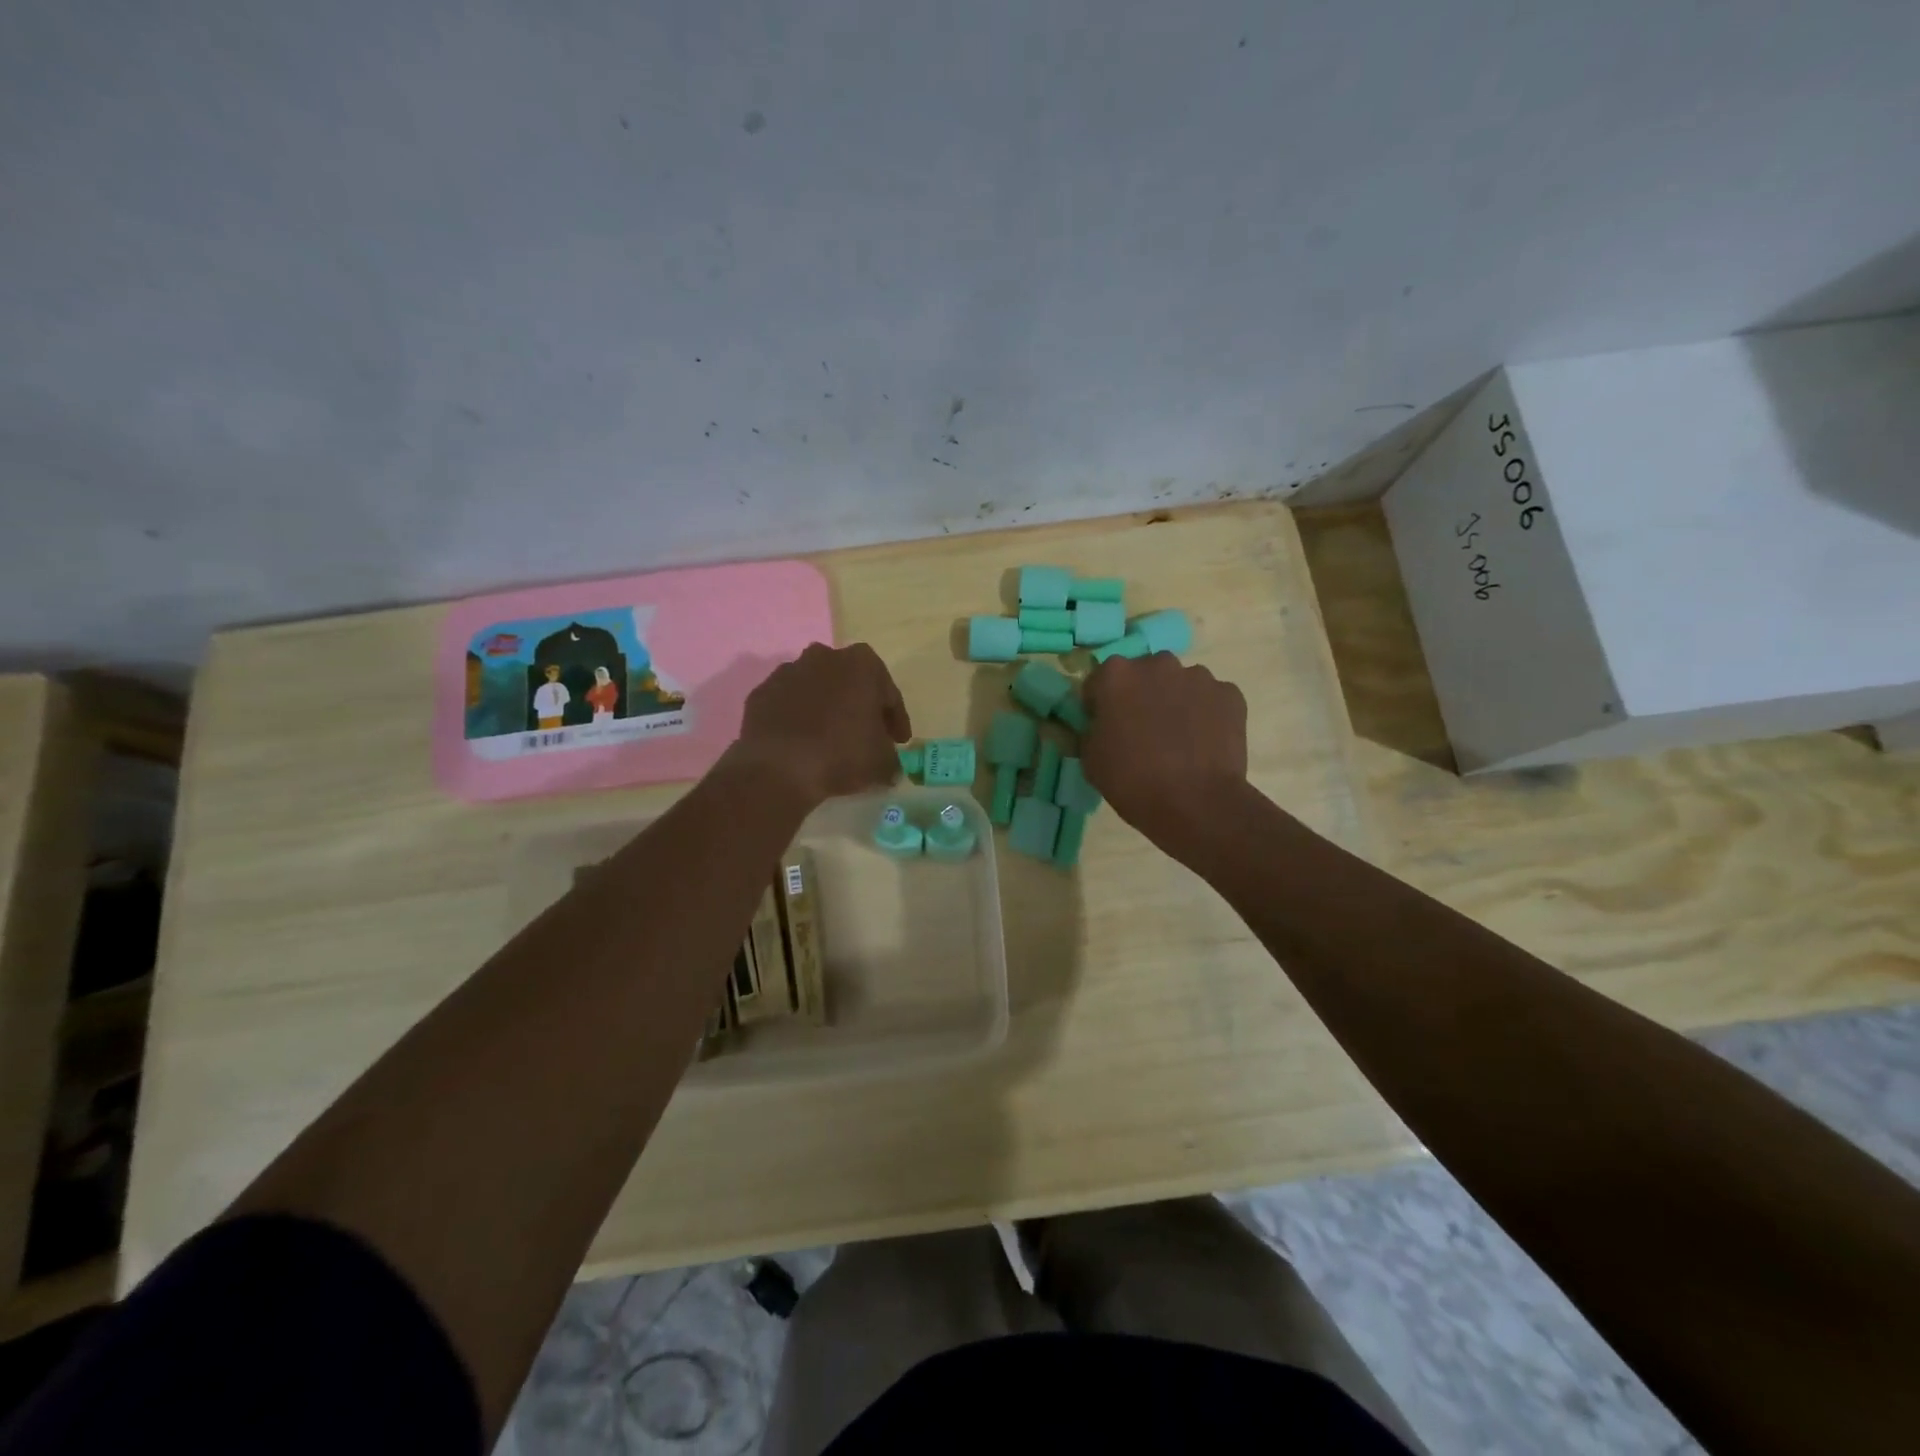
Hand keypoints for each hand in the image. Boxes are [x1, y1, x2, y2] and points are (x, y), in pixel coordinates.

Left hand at [730, 643, 912, 807]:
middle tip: (866, 738)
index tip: (898, 742)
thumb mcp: (882, 762)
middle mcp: (825, 656)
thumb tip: (889, 768)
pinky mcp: (761, 692)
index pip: (888, 694)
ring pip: (817, 690)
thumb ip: (891, 759)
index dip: (896, 720)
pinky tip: (802, 743)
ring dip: (826, 710)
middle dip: (860, 708)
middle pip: (851, 684)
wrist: (779, 768)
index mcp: (862, 663)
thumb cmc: (843, 754)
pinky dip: (797, 719)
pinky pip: (788, 705)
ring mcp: (788, 672)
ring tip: (831, 741)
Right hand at [1080, 653, 1247, 851]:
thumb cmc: (1132, 780)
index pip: (1100, 681)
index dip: (1100, 705)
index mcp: (1116, 674)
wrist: (1195, 803)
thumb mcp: (1090, 759)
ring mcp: (1198, 676)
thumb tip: (1099, 724)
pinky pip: (1211, 699)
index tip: (1106, 728)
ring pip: (1180, 684)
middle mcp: (1157, 664)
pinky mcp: (1230, 694)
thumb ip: (1090, 729)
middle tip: (1143, 732)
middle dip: (1141, 696)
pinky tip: (1203, 743)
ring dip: (1175, 702)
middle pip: (1143, 675)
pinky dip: (1206, 714)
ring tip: (1179, 740)